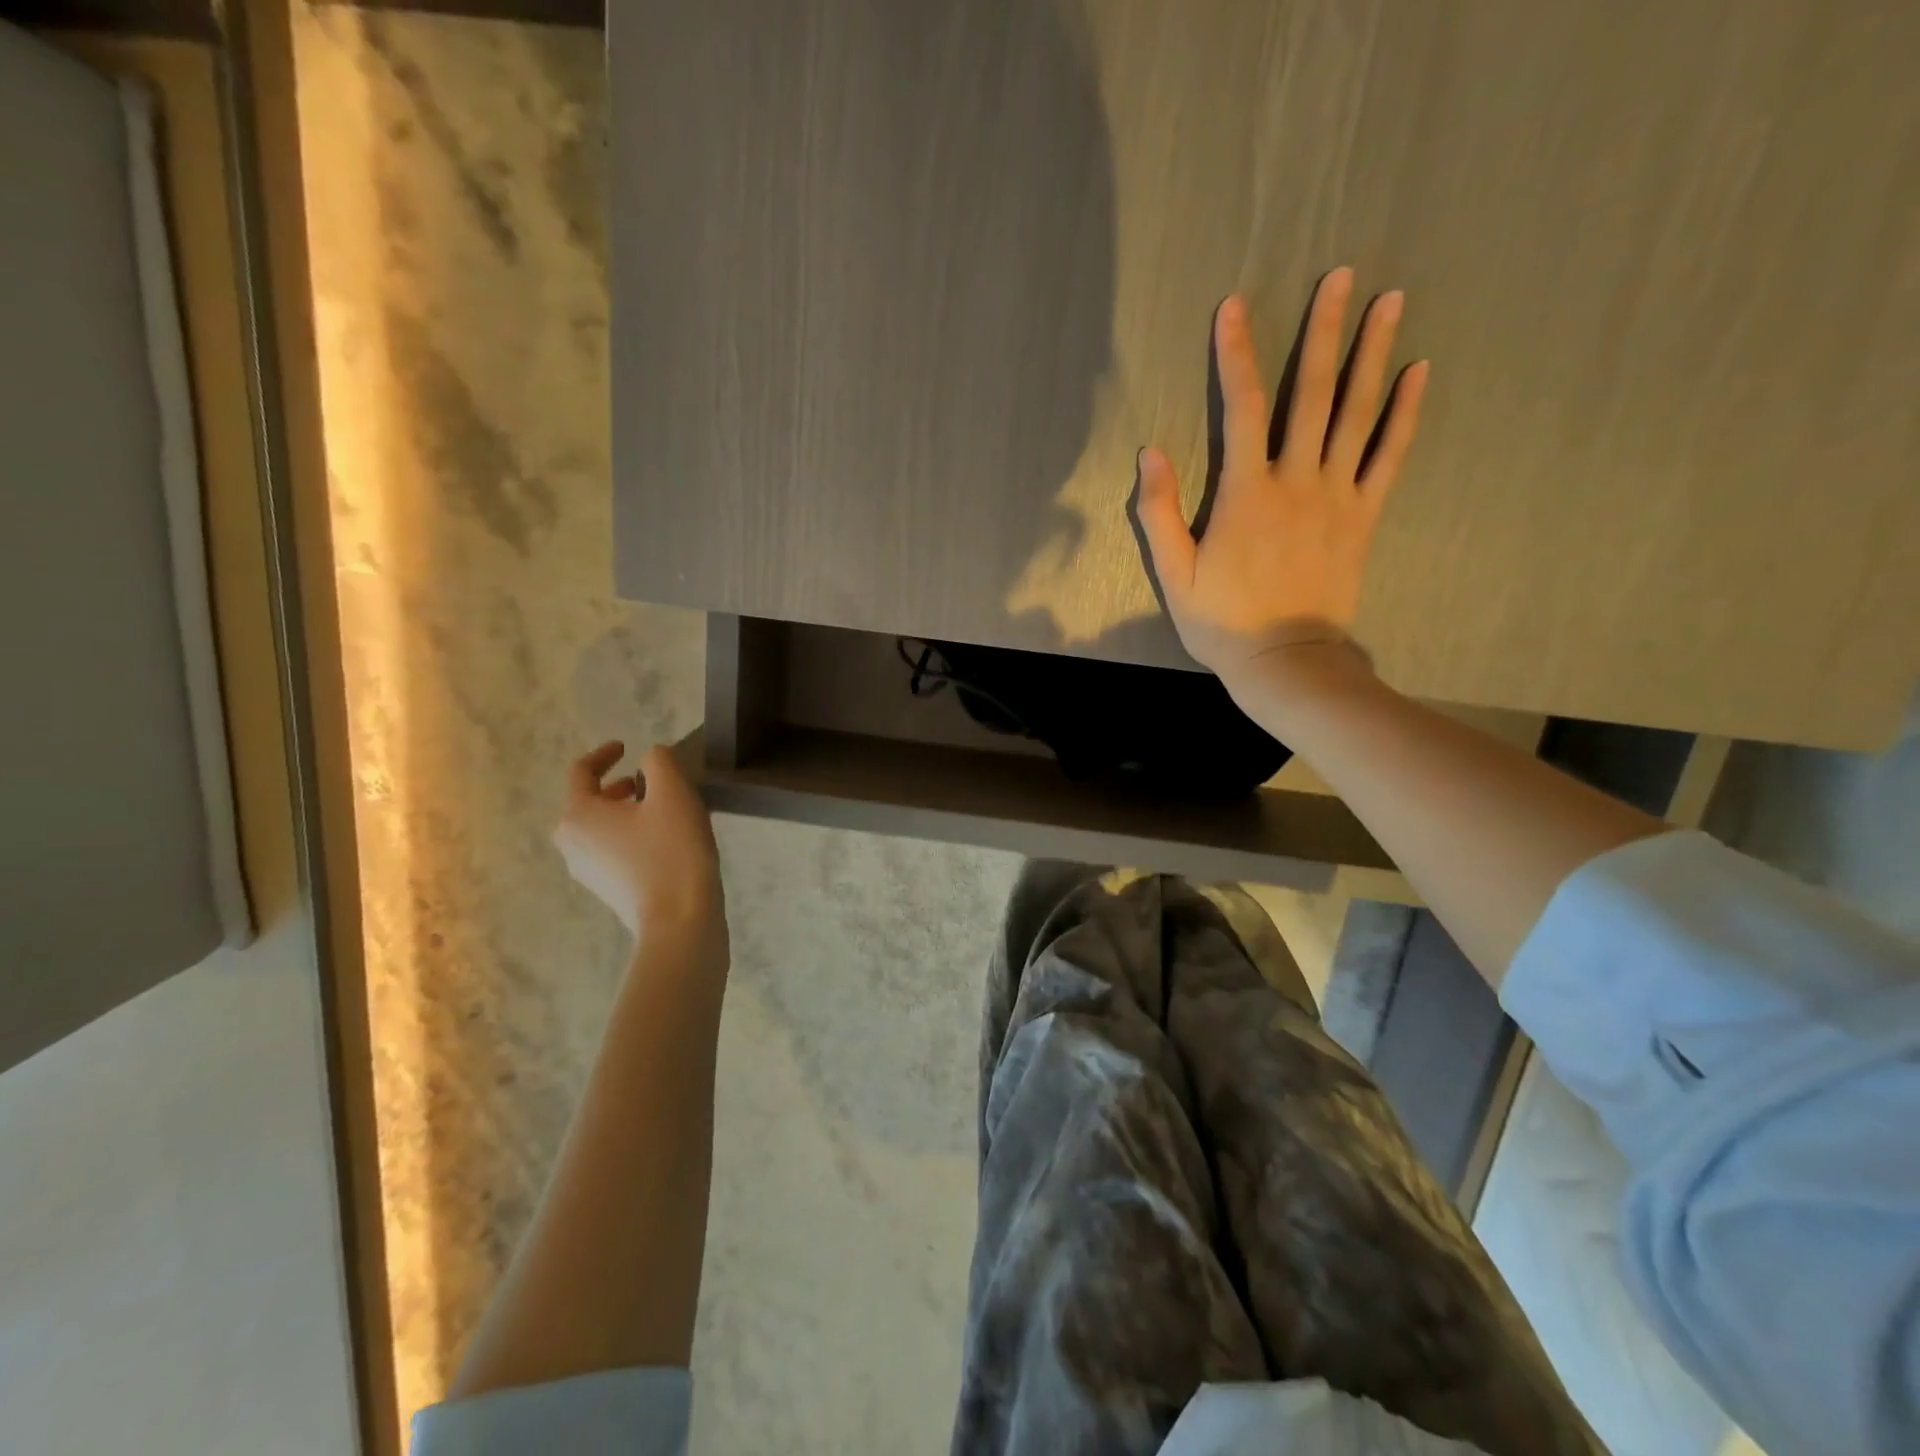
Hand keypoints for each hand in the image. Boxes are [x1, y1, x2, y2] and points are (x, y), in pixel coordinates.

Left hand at [552, 740, 724, 952]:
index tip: (627, 746)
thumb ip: (660, 762)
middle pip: (588, 802)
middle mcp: (572, 843)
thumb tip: (651, 759)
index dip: (604, 753)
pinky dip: (631, 835)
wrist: (679, 920)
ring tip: (662, 809)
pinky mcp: (608, 890)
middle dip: (616, 786)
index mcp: (579, 814)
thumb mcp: (673, 792)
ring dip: (626, 812)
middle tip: (648, 781)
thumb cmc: (672, 850)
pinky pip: (613, 850)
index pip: (581, 772)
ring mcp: (587, 871)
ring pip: (601, 828)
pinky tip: (665, 839)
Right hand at [1134, 267, 1428, 691]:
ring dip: (1372, 354)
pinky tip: (1420, 373)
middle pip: (1311, 394)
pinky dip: (1405, 414)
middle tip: (1341, 274)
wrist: (1286, 661)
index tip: (1236, 305)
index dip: (1236, 354)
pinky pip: (1389, 457)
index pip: (1242, 408)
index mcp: (1245, 493)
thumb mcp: (1174, 575)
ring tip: (1391, 300)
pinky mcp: (1364, 516)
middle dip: (1322, 331)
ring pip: (1356, 414)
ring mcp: (1337, 496)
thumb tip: (1150, 451)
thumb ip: (1159, 513)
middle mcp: (1296, 481)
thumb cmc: (1223, 622)